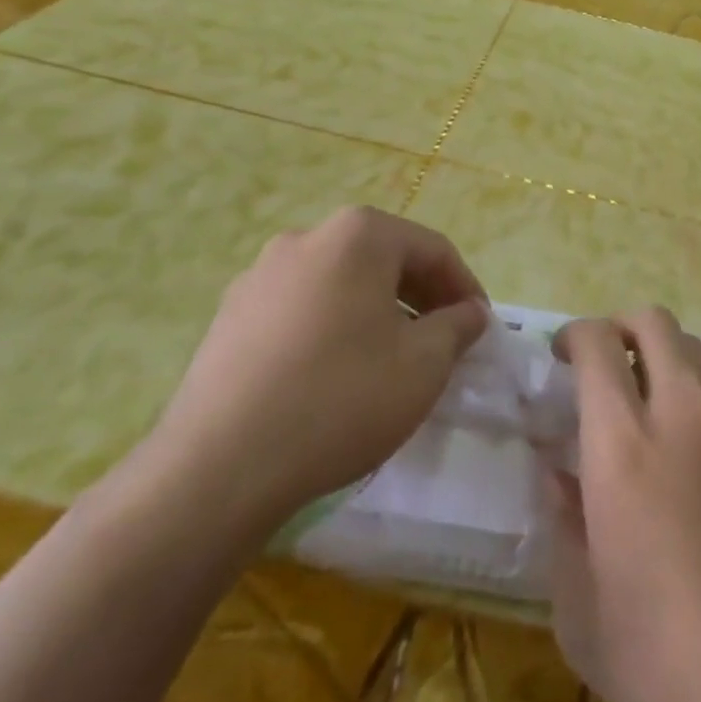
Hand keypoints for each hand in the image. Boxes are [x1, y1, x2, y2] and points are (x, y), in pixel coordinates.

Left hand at [136, 206, 488, 560]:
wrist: (220, 467)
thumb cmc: (341, 399)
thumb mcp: (423, 365)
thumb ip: (457, 327)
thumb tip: (470, 312)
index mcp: (358, 235)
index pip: (432, 249)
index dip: (465, 287)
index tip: (480, 327)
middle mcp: (307, 237)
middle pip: (384, 259)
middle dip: (421, 297)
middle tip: (443, 341)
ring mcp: (260, 274)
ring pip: (341, 283)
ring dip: (376, 311)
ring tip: (392, 359)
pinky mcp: (230, 315)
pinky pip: (302, 308)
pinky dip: (333, 327)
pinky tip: (336, 374)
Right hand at [547, 309, 700, 701]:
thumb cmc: (671, 665)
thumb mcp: (584, 615)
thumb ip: (563, 527)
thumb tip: (559, 475)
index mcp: (625, 448)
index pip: (599, 345)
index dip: (575, 334)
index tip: (562, 356)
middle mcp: (686, 416)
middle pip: (655, 323)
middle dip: (620, 326)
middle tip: (603, 366)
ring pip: (698, 352)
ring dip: (664, 359)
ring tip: (649, 410)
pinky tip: (699, 463)